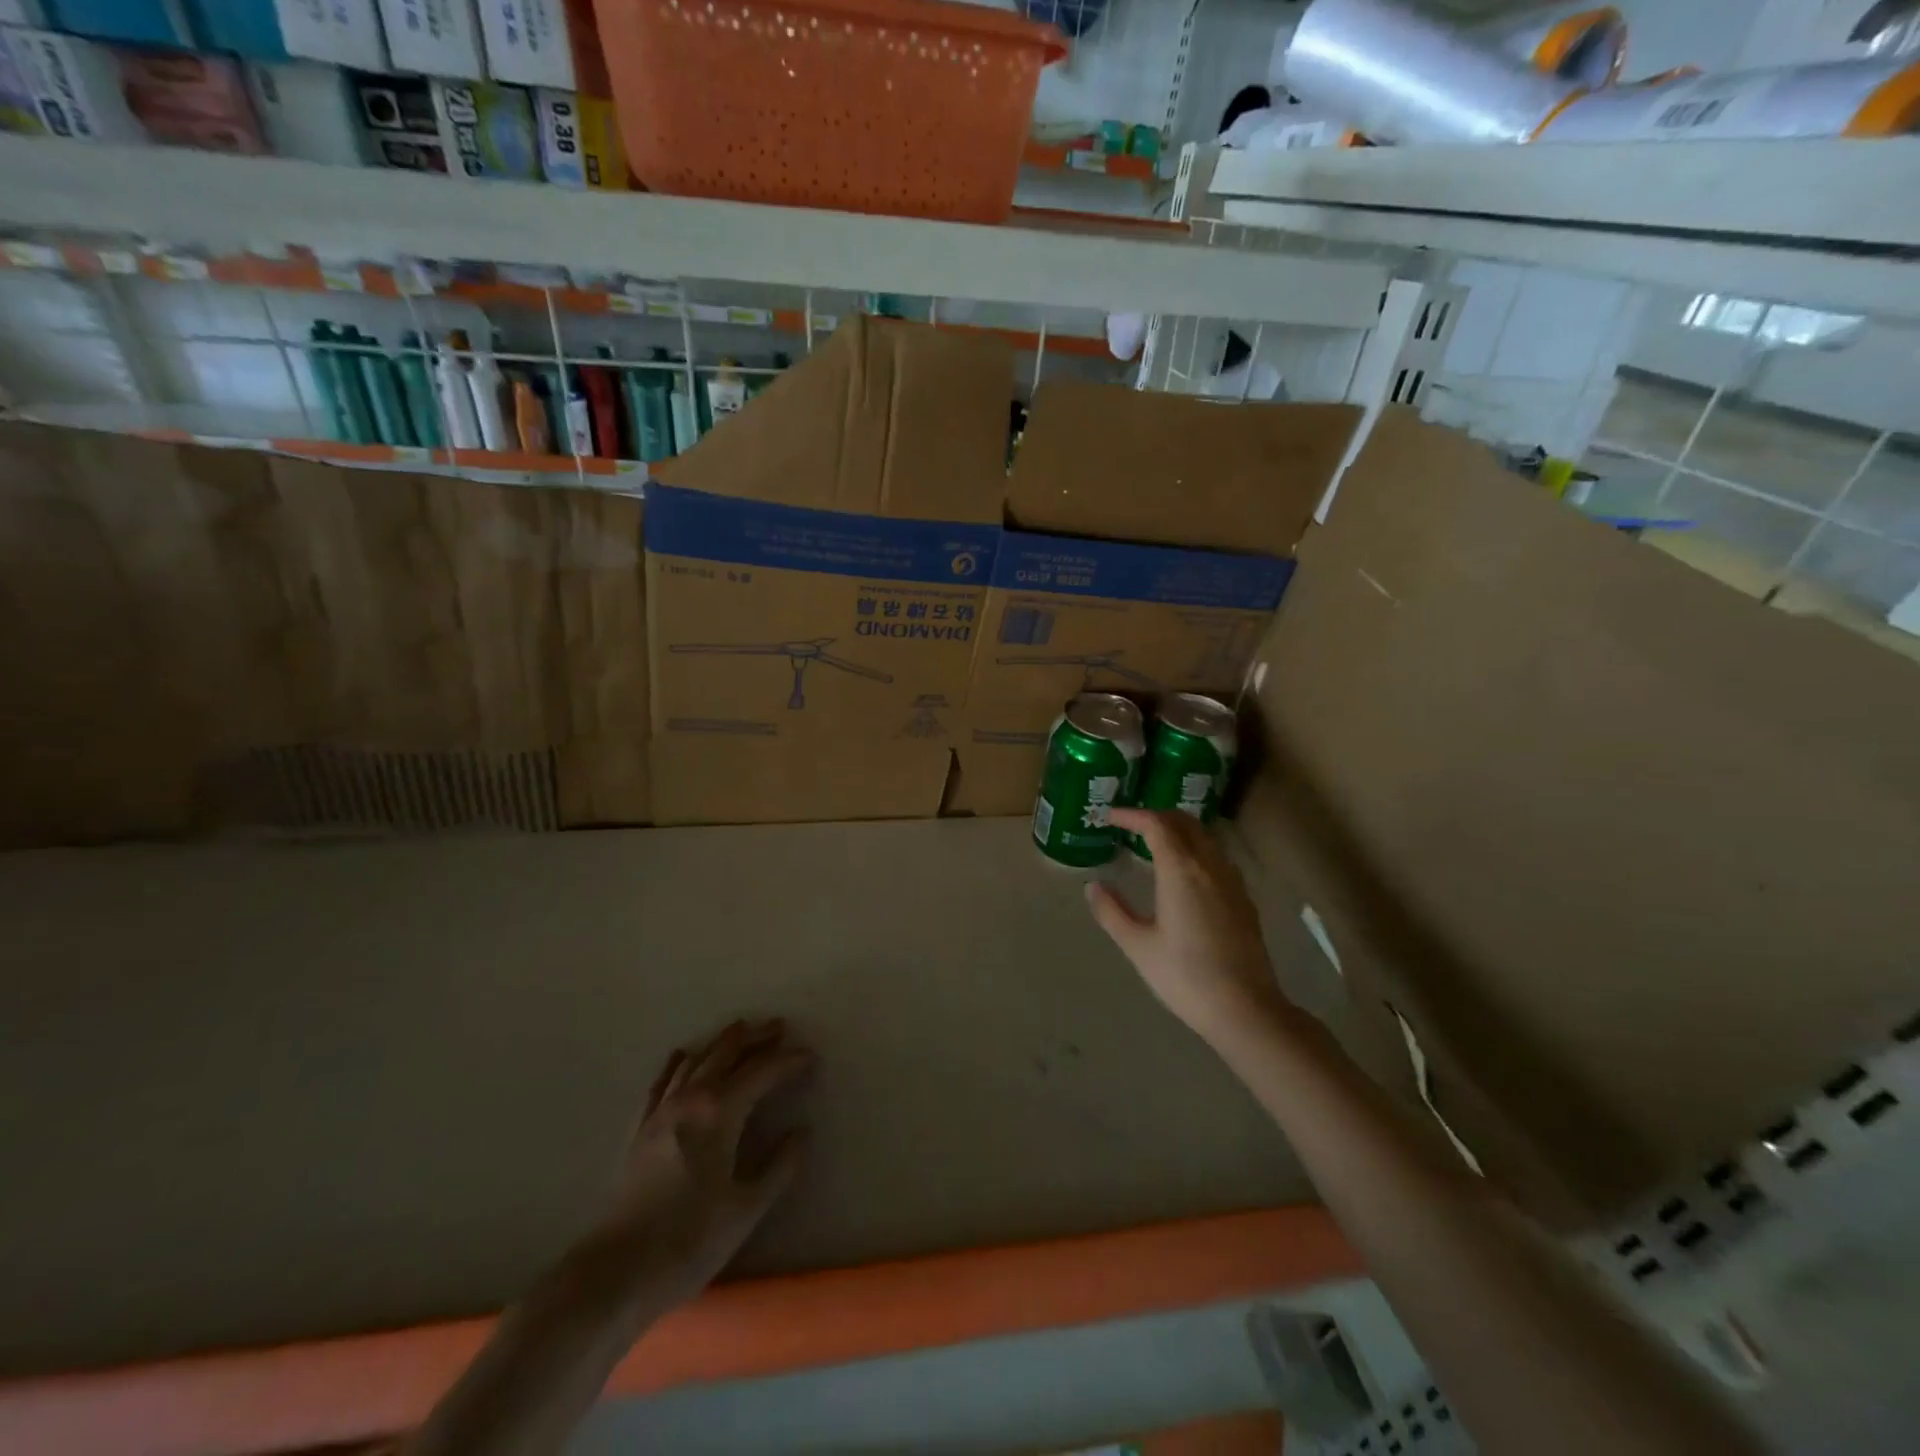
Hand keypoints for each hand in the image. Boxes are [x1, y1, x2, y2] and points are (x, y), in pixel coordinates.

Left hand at [602, 1018, 814, 1304]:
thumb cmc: (689, 1242)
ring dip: (721, 1043)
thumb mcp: (747, 1209)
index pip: (763, 1072)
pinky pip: (661, 1082)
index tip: (810, 1058)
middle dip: (755, 1037)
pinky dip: (677, 1063)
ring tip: (740, 1031)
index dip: (789, 1061)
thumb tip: (801, 1133)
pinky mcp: (640, 1129)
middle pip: (727, 1053)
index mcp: (721, 1112)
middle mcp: (691, 1099)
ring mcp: (661, 1111)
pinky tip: (682, 1055)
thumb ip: (779, 1167)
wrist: (615, 1274)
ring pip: (695, 1060)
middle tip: (778, 1026)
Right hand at [1086, 809, 1289, 1049]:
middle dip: (1156, 815)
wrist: (1245, 1008)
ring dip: (1179, 829)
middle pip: (1184, 821)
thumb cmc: (1184, 976)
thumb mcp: (1138, 946)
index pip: (1156, 824)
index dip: (1132, 815)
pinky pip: (1217, 856)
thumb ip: (1112, 912)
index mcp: (1181, 870)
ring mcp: (1232, 881)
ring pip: (1205, 836)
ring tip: (1155, 844)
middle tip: (1131, 825)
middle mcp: (1209, 865)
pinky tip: (1186, 872)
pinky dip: (1196, 848)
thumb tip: (1093, 886)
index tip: (1110, 817)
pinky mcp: (1244, 898)